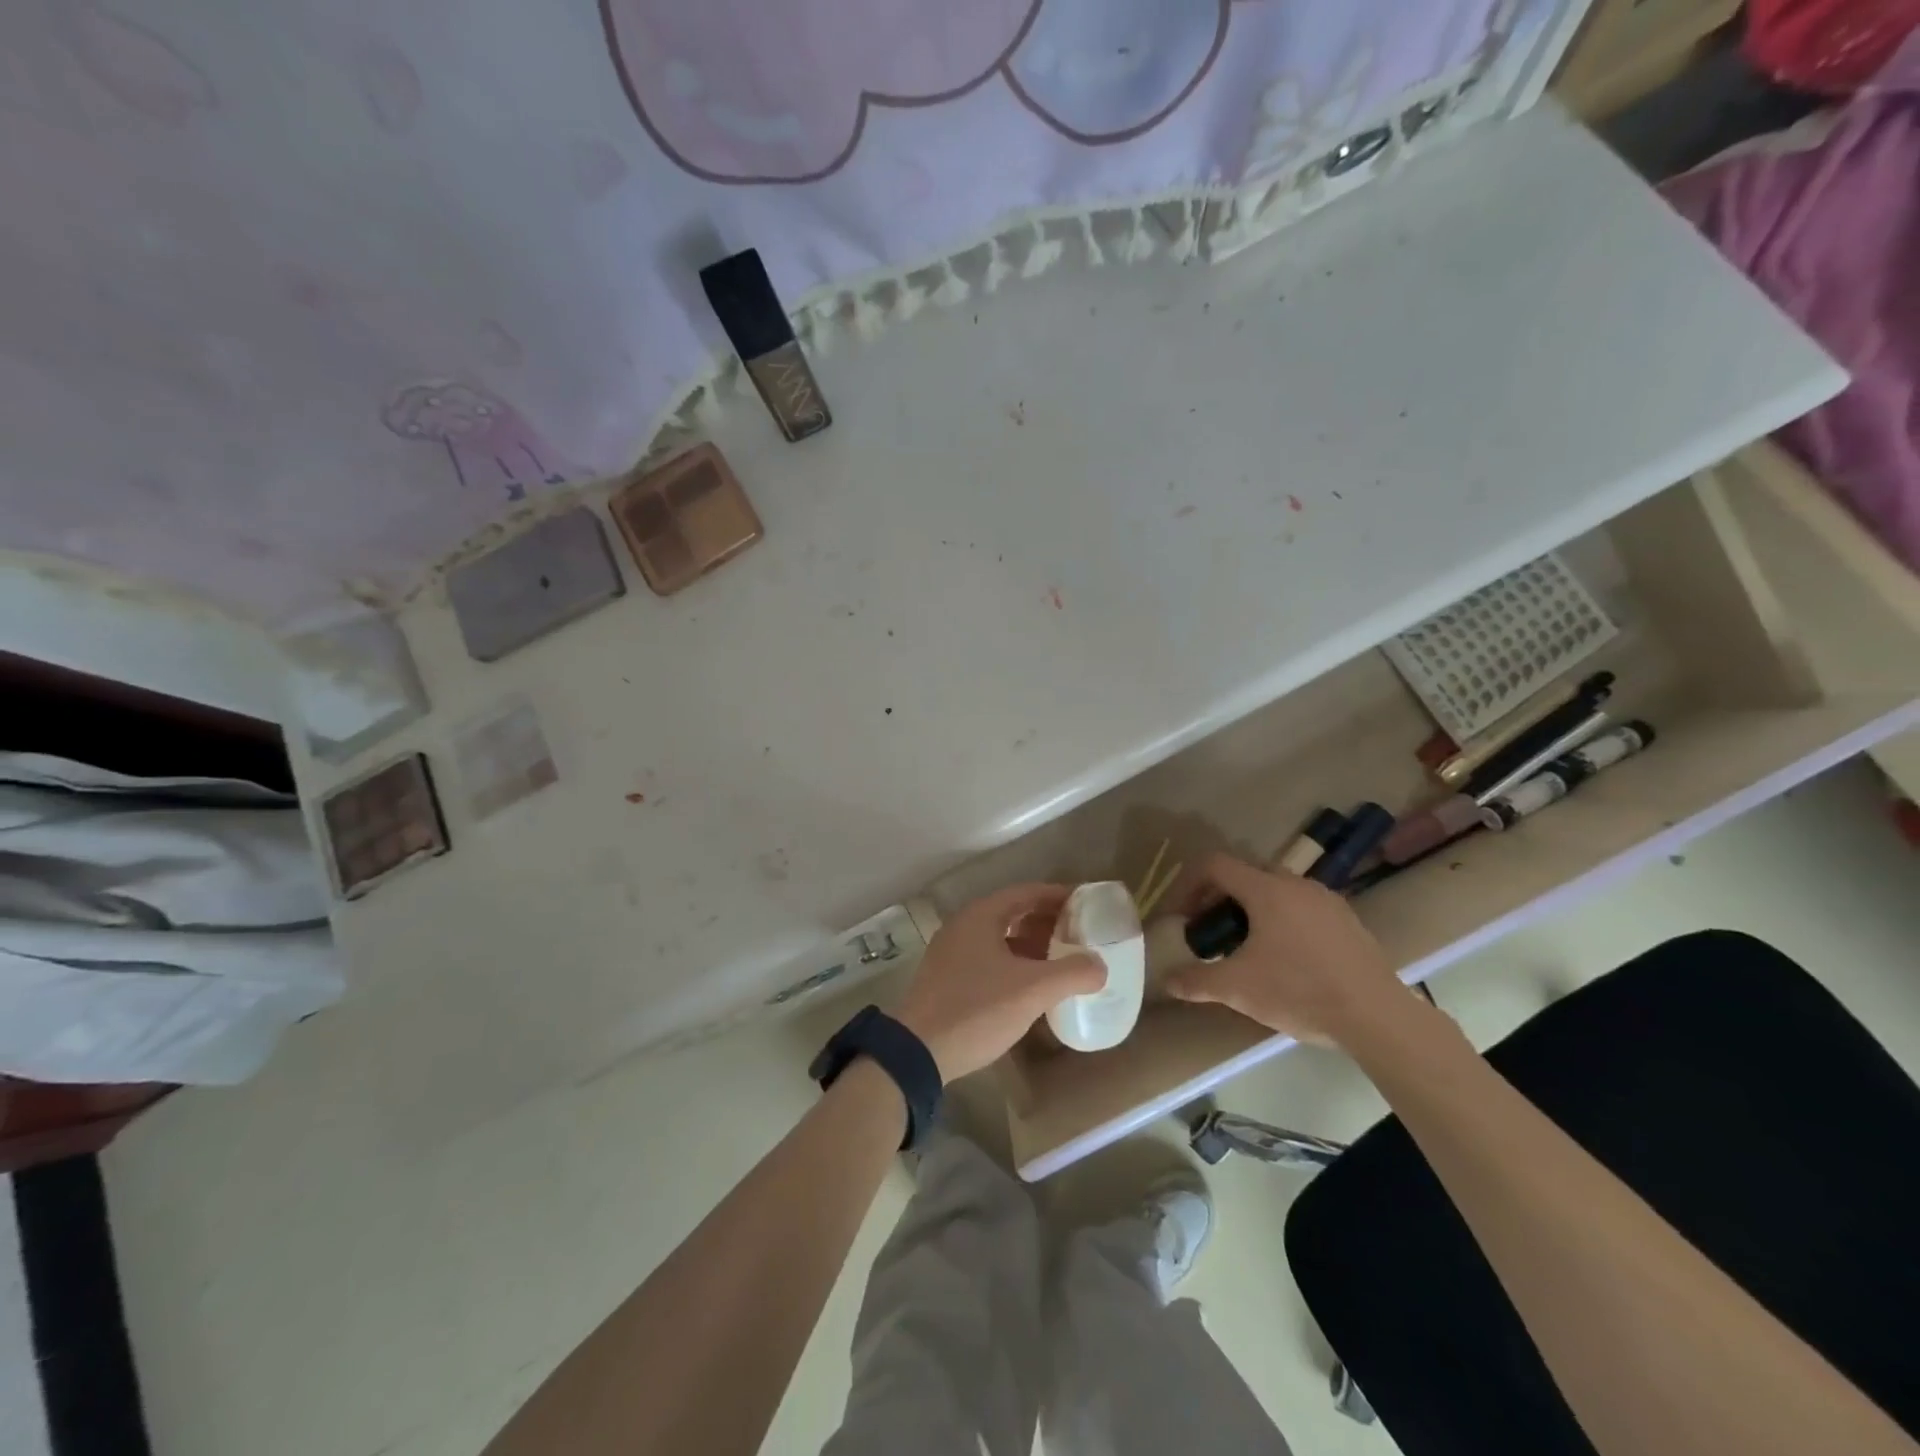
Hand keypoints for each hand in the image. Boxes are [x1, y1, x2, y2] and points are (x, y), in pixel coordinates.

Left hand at [895, 883, 1104, 1080]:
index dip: (1058, 896)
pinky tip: (1030, 986)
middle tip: (1079, 935)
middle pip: (1012, 913)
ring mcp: (951, 952)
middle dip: (1046, 922)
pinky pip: (988, 958)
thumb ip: (1072, 973)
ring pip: (1000, 938)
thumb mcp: (1032, 990)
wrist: (917, 1052)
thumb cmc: (976, 1009)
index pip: (1026, 893)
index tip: (1087, 905)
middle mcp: (963, 925)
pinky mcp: (946, 977)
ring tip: (1061, 961)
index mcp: (981, 916)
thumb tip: (1100, 966)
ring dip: (1030, 945)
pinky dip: (1013, 963)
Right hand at [1164, 852, 1400, 1046]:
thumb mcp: (1238, 989)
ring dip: (1251, 912)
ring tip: (1246, 950)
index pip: (1215, 865)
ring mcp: (1327, 901)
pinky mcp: (1348, 922)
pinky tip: (1286, 961)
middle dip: (1219, 900)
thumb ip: (1197, 980)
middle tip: (1210, 934)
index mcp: (1266, 889)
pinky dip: (1281, 922)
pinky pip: (1302, 909)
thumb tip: (1168, 981)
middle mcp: (1297, 884)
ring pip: (1276, 892)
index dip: (1189, 885)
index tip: (1182, 918)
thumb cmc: (1300, 991)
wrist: (1378, 1017)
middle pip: (1245, 876)